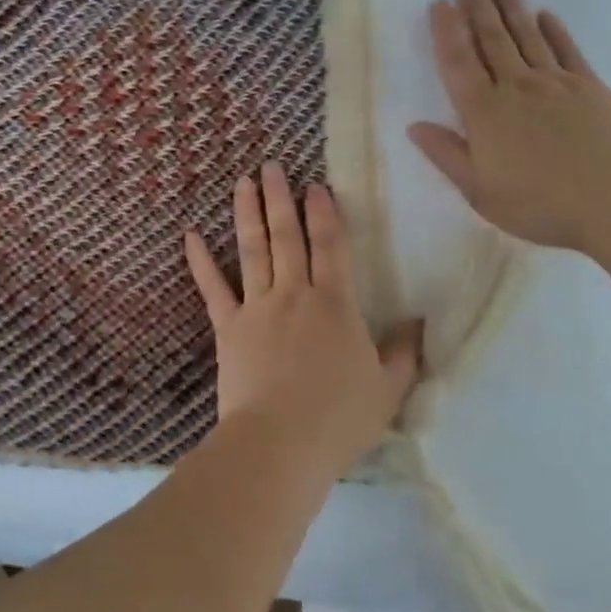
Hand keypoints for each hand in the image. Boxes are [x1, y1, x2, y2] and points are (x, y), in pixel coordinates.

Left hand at [184, 164, 421, 477]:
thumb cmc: (338, 419)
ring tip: (243, 182)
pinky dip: (200, 261)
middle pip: (288, 236)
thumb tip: (420, 324)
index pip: (331, 246)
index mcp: (336, 304)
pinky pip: (212, 288)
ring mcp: (257, 307)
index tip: (316, 185)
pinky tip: (190, 235)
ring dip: (248, 214)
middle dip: (281, 198)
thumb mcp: (387, 390)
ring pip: (253, 250)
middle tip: (272, 166)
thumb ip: (404, 354)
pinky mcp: (228, 327)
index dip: (325, 213)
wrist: (279, 445)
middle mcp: (295, 294)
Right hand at [407, 0, 610, 250]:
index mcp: (484, 113)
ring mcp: (557, 83)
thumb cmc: (542, 203)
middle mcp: (517, 88)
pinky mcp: (591, 87)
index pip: (458, 62)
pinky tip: (545, 15)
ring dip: (511, 9)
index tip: (439, 3)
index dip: (446, 31)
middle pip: (491, 40)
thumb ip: (447, 156)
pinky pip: (567, 50)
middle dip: (477, 7)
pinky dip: (553, 30)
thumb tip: (415, 127)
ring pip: (527, 37)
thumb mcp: (481, 192)